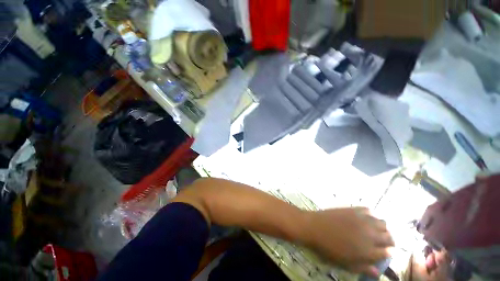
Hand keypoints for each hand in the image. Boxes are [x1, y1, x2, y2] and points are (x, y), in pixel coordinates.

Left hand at [303, 207, 393, 275]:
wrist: (314, 227)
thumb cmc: (328, 249)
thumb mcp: (346, 264)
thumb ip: (363, 268)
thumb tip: (377, 272)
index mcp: (369, 251)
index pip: (388, 252)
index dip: (388, 253)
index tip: (385, 252)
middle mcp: (370, 234)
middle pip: (389, 236)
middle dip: (389, 240)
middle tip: (382, 242)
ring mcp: (362, 220)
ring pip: (382, 223)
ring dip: (382, 227)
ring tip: (375, 230)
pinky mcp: (353, 209)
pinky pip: (368, 210)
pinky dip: (370, 215)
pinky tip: (365, 218)